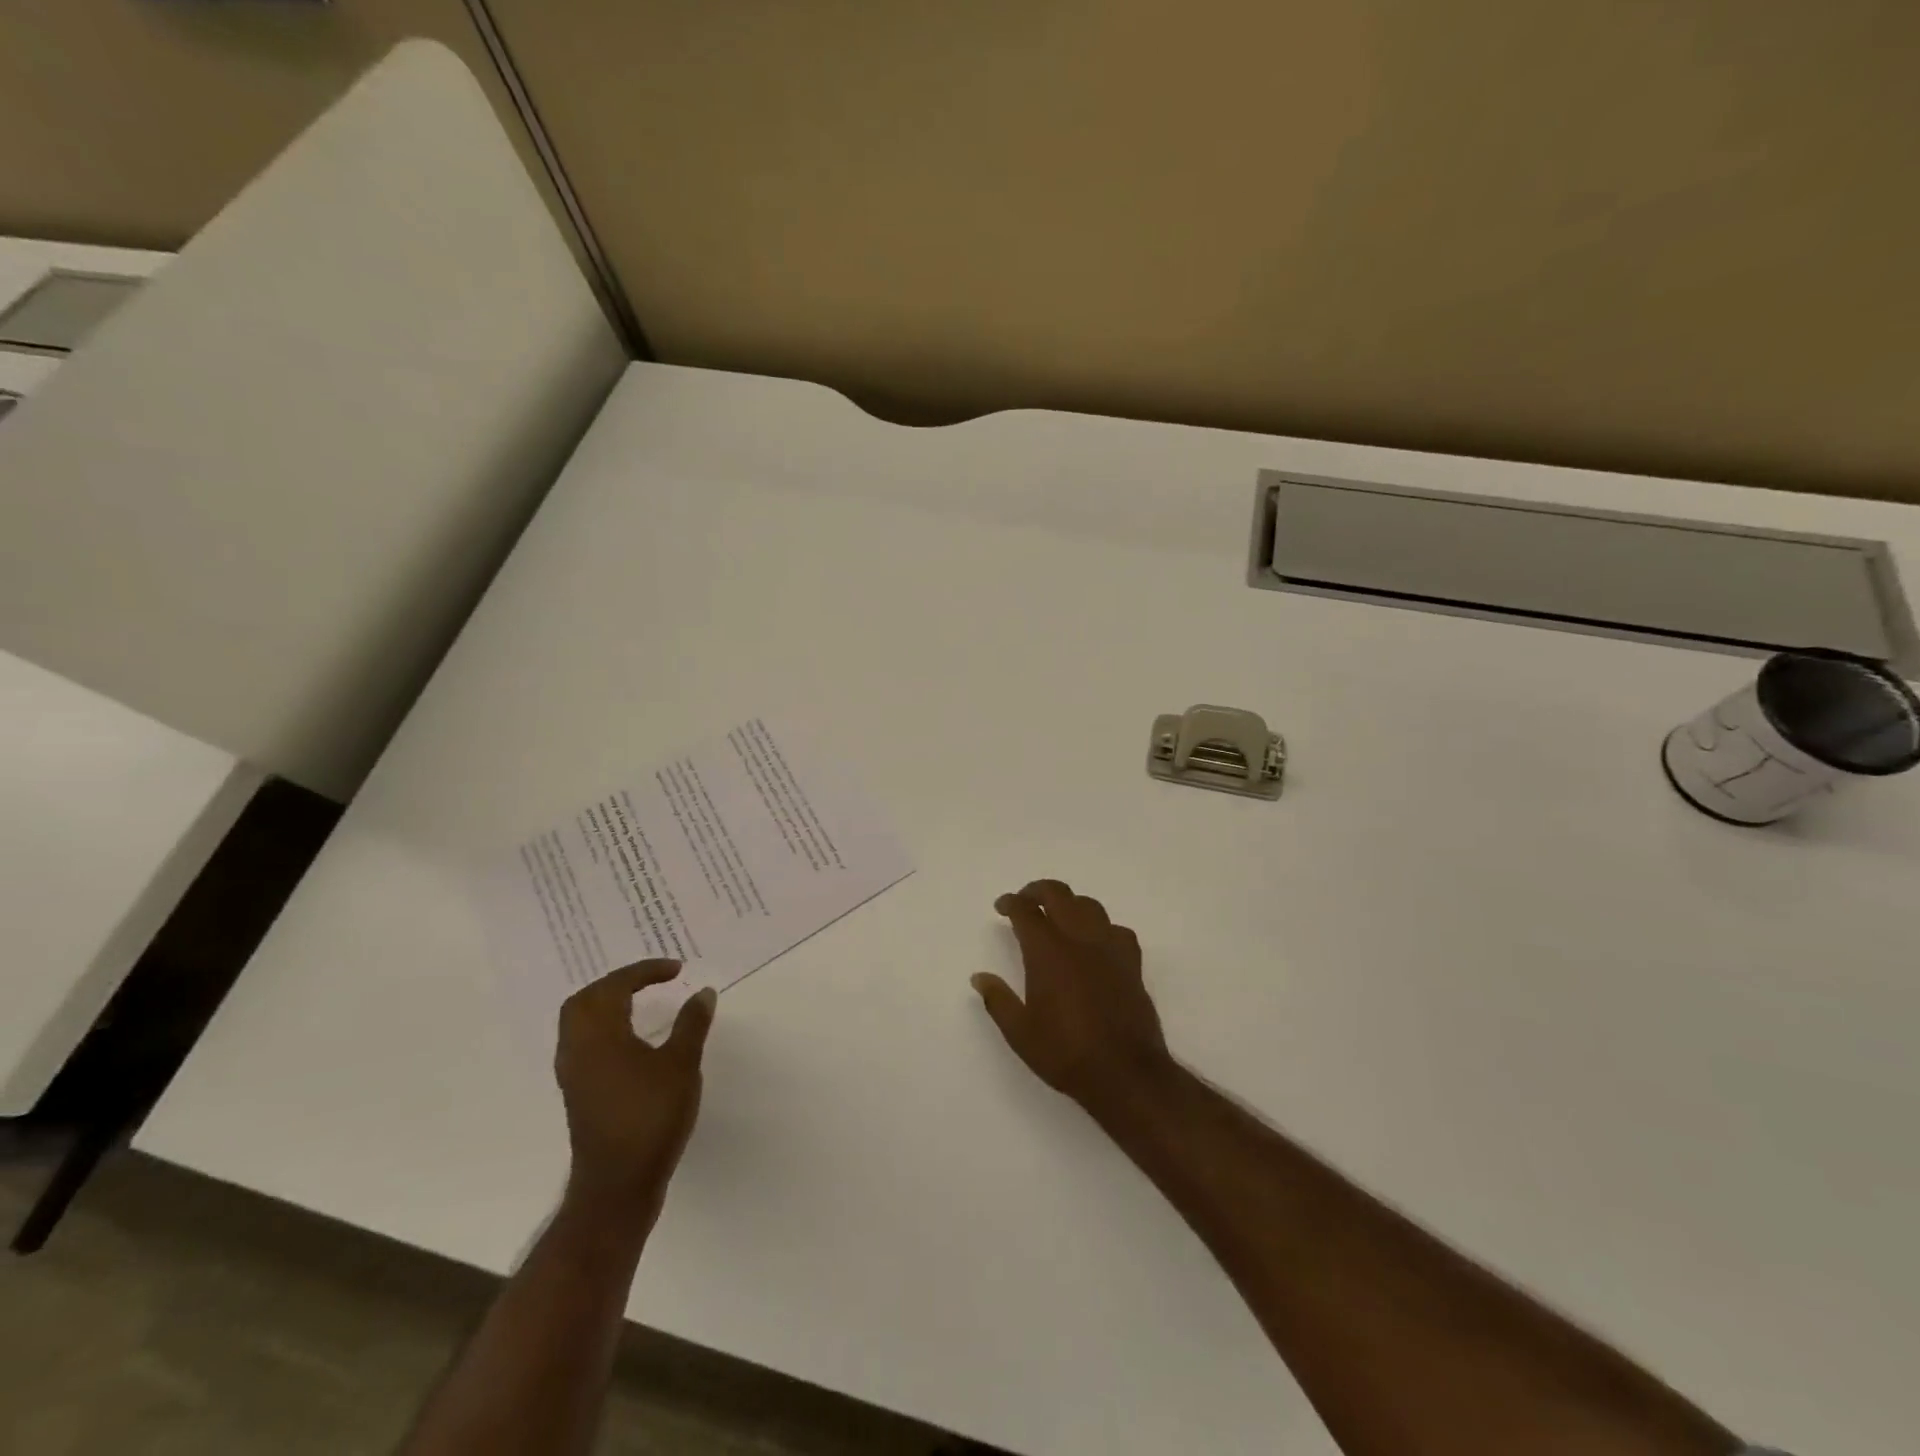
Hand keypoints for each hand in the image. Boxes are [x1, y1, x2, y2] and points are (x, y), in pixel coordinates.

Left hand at [554, 961, 716, 1218]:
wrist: (617, 1185)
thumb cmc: (650, 1117)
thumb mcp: (681, 1064)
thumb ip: (692, 1024)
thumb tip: (703, 992)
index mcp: (599, 1035)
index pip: (614, 987)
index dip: (644, 971)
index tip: (676, 970)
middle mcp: (577, 1049)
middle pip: (585, 1001)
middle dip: (617, 983)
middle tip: (650, 980)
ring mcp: (574, 1074)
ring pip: (580, 1023)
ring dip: (607, 1005)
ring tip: (642, 1002)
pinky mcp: (579, 1094)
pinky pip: (585, 1044)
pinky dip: (606, 1028)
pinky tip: (632, 1039)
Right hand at [972, 879, 1174, 1112]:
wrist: (1125, 1073)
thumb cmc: (1066, 1053)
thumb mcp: (1020, 1033)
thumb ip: (998, 1000)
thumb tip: (979, 977)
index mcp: (1048, 952)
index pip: (1026, 911)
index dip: (1011, 903)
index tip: (1002, 907)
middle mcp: (1079, 940)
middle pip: (1059, 895)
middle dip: (1038, 890)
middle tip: (1025, 900)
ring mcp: (1109, 948)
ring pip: (1089, 906)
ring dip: (1069, 903)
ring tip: (1058, 915)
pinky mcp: (1131, 963)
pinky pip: (1116, 929)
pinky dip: (1101, 926)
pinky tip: (1096, 941)